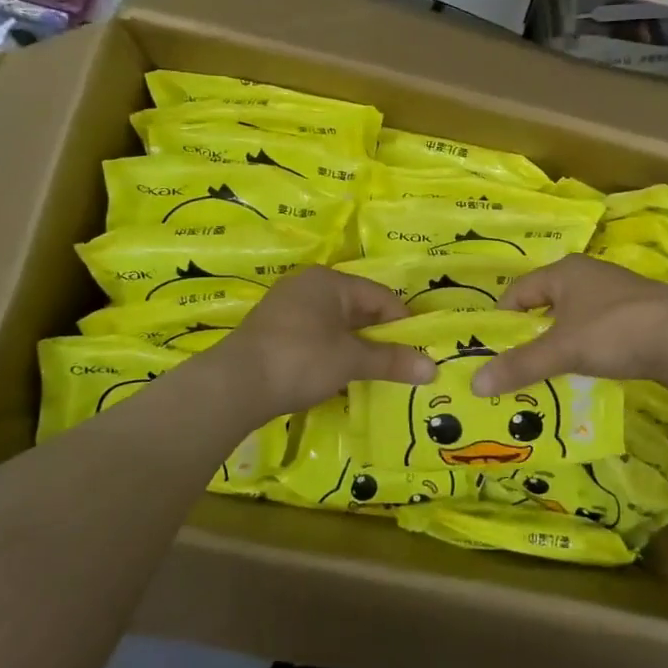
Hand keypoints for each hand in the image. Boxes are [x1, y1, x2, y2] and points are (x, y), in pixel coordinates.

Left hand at [214, 267, 436, 418]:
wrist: (234, 386)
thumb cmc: (300, 360)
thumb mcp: (350, 360)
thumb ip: (391, 361)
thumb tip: (433, 369)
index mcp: (328, 281)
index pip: (379, 296)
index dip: (402, 323)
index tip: (417, 352)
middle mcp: (307, 286)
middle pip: (357, 308)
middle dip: (378, 337)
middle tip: (399, 364)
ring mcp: (286, 308)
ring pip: (335, 324)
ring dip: (354, 347)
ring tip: (371, 373)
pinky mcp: (273, 332)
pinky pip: (315, 337)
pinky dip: (331, 353)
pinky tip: (337, 376)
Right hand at [471, 254, 667, 396]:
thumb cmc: (615, 331)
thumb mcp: (562, 349)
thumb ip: (521, 365)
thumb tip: (475, 383)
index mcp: (565, 272)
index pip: (520, 290)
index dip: (503, 318)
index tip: (492, 348)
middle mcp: (590, 275)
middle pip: (548, 303)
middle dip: (532, 332)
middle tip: (516, 364)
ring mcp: (618, 293)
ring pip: (576, 317)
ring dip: (561, 342)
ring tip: (549, 372)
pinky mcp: (641, 314)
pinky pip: (601, 329)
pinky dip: (589, 347)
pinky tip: (590, 369)